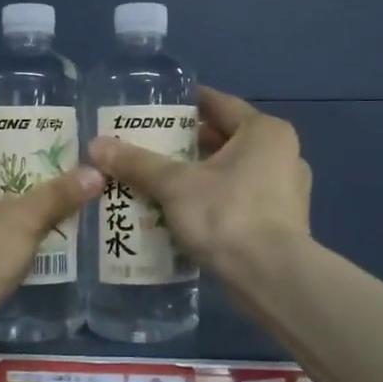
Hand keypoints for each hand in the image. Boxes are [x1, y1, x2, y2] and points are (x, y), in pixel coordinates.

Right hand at [87, 87, 310, 282]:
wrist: (270, 278)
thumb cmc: (226, 215)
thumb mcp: (175, 185)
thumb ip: (138, 163)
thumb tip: (96, 144)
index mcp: (265, 132)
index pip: (219, 104)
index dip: (186, 104)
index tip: (155, 107)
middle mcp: (283, 154)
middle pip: (225, 140)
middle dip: (186, 145)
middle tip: (148, 146)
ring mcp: (286, 191)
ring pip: (232, 173)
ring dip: (198, 176)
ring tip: (157, 180)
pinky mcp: (281, 223)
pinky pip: (239, 200)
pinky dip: (212, 201)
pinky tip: (181, 213)